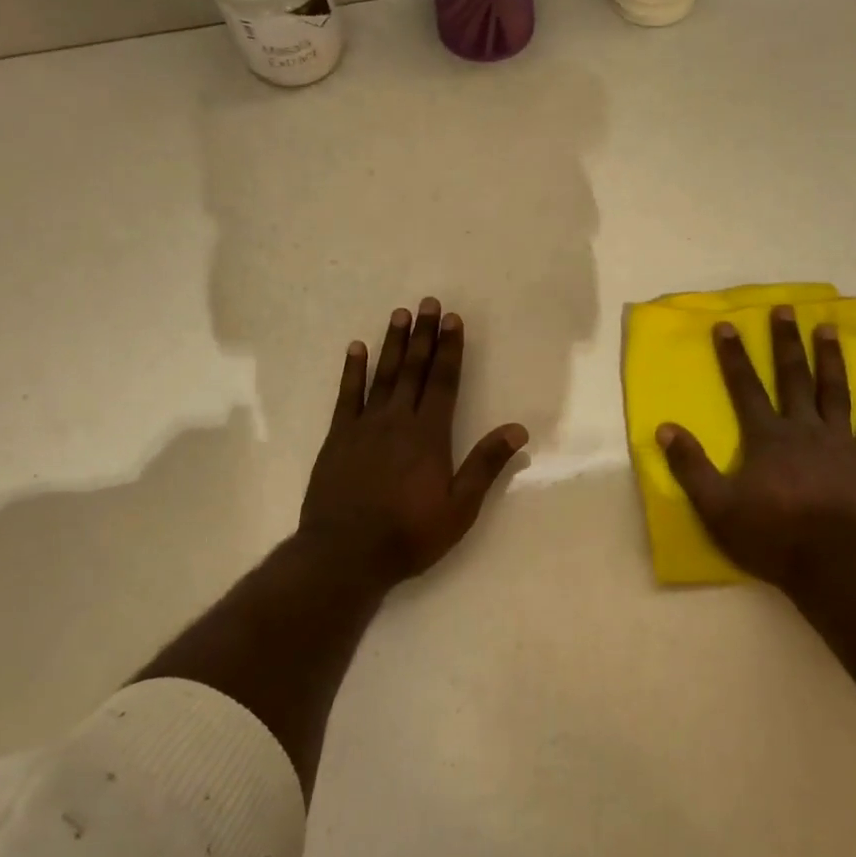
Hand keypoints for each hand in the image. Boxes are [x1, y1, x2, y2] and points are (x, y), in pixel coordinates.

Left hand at [299, 298, 528, 586]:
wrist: (345, 553)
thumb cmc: (409, 533)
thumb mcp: (459, 507)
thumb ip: (486, 465)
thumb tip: (517, 429)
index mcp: (429, 435)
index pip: (443, 381)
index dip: (449, 349)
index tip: (452, 320)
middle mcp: (397, 420)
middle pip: (413, 370)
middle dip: (423, 335)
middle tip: (428, 303)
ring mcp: (364, 426)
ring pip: (382, 375)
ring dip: (393, 344)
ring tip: (399, 314)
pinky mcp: (337, 438)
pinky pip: (346, 395)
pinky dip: (352, 370)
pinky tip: (356, 349)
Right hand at [657, 305, 855, 590]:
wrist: (833, 565)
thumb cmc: (771, 536)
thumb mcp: (716, 506)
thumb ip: (690, 466)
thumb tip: (665, 428)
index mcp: (766, 437)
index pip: (745, 388)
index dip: (733, 356)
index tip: (727, 325)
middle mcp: (803, 428)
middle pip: (792, 378)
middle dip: (785, 343)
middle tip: (785, 309)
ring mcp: (841, 442)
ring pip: (833, 391)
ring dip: (829, 358)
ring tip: (828, 327)